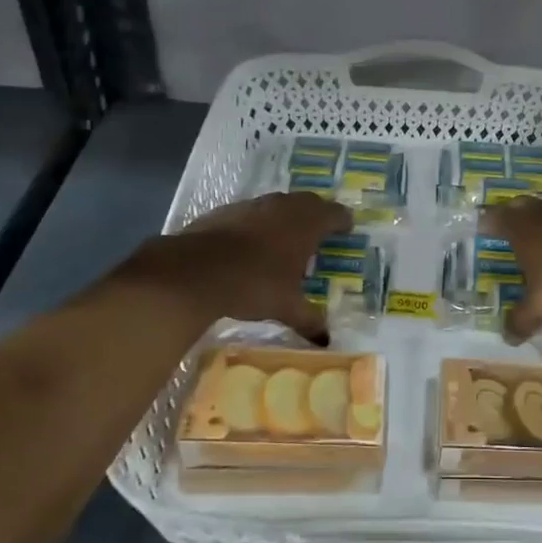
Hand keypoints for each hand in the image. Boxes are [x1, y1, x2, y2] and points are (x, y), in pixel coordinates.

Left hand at [126, 193, 351, 338]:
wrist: (194, 271)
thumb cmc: (253, 285)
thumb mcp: (286, 307)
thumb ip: (309, 320)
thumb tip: (326, 341)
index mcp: (306, 224)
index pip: (335, 213)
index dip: (343, 221)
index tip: (347, 229)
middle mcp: (283, 207)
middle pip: (308, 202)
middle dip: (317, 214)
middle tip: (320, 231)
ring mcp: (252, 205)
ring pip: (278, 204)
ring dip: (286, 216)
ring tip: (286, 237)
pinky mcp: (225, 211)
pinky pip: (251, 212)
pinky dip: (258, 223)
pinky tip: (251, 243)